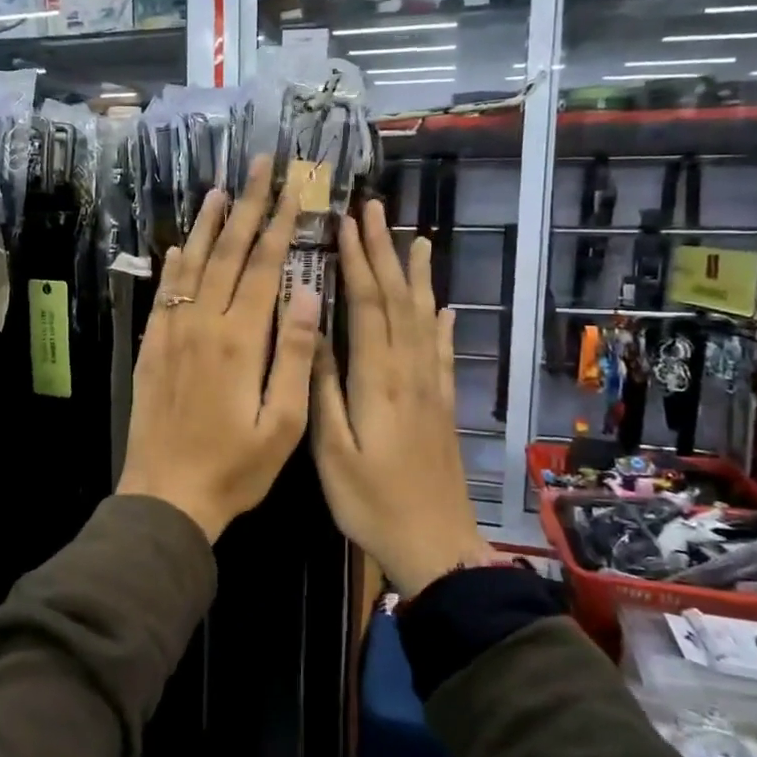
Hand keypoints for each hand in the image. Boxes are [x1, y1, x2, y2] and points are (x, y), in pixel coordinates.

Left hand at [117, 156, 319, 542]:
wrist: (166, 495)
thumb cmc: (234, 467)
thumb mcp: (283, 423)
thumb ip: (297, 356)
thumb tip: (310, 295)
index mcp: (240, 340)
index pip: (263, 267)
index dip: (280, 225)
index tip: (293, 189)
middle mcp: (203, 325)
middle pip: (227, 254)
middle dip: (248, 207)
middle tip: (260, 166)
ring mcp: (172, 334)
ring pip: (192, 265)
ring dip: (208, 225)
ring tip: (221, 190)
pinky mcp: (153, 348)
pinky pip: (164, 294)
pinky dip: (175, 264)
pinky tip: (180, 245)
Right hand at [311, 199, 504, 595]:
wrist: (436, 546)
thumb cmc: (372, 502)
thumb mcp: (332, 450)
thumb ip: (323, 388)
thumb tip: (312, 331)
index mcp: (377, 379)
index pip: (368, 304)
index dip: (357, 261)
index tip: (345, 223)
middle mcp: (409, 371)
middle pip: (398, 299)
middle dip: (384, 252)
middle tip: (374, 210)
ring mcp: (430, 386)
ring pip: (423, 317)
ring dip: (416, 276)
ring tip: (415, 239)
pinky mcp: (442, 404)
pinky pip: (442, 351)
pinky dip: (441, 322)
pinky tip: (444, 307)